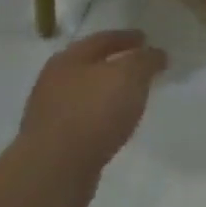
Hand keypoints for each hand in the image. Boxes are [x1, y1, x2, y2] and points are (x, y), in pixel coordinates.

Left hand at [20, 30, 167, 189]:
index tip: (146, 39)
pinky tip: (114, 124)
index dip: (127, 37)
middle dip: (115, 64)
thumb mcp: (129, 76)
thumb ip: (145, 60)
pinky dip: (100, 116)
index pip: (102, 39)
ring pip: (85, 93)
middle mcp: (54, 80)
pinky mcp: (53, 141)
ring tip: (131, 97)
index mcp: (69, 58)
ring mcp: (50, 112)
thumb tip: (156, 54)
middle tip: (140, 67)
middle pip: (90, 65)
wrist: (55, 169)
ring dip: (107, 92)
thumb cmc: (93, 112)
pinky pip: (84, 119)